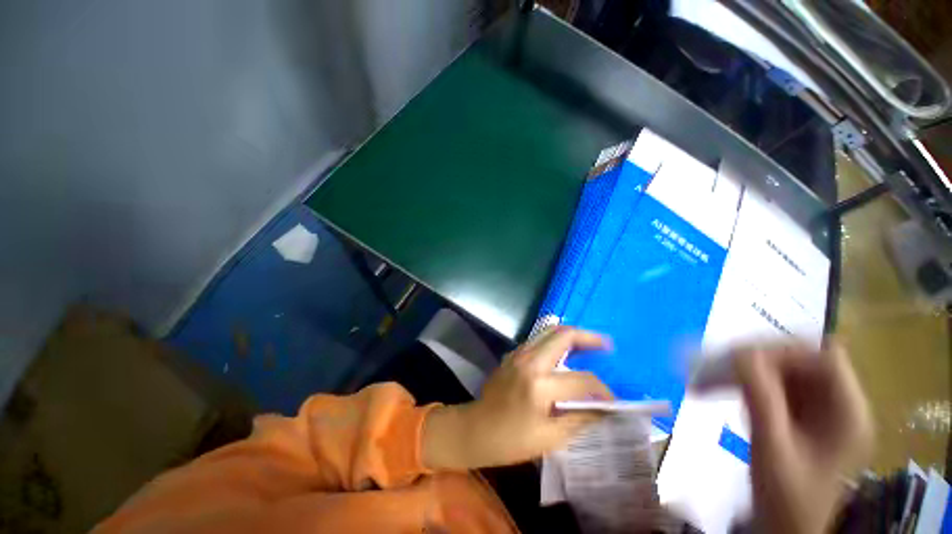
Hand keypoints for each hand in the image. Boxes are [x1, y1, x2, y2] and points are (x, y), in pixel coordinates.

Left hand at [423, 326, 613, 469]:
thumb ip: (580, 419)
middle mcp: (529, 361)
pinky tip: (564, 352)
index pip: (582, 380)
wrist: (476, 428)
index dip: (602, 390)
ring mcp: (519, 353)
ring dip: (571, 335)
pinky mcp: (513, 354)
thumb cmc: (511, 440)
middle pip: (563, 335)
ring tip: (589, 344)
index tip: (611, 399)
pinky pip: (538, 339)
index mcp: (540, 385)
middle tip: (606, 345)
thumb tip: (604, 408)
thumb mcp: (550, 438)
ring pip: (549, 331)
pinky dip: (555, 340)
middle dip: (589, 337)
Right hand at [705, 344, 872, 533]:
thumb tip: (740, 352)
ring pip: (780, 372)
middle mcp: (839, 405)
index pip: (824, 359)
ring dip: (742, 372)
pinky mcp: (800, 415)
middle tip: (713, 365)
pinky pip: (771, 387)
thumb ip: (761, 398)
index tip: (740, 357)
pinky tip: (717, 389)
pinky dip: (743, 384)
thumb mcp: (772, 448)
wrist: (785, 529)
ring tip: (705, 378)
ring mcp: (819, 411)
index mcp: (848, 414)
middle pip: (799, 362)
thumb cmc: (786, 498)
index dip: (784, 351)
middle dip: (754, 360)